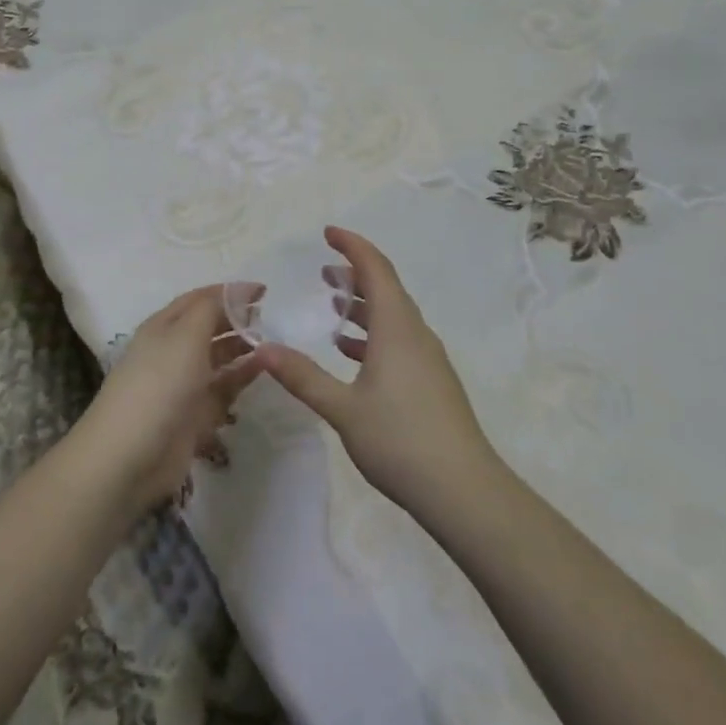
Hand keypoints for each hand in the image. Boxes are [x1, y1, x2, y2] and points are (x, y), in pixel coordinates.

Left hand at [72, 284, 265, 515]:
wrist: (129, 457)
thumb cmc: (158, 384)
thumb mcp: (185, 335)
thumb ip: (213, 308)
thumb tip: (241, 290)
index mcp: (164, 326)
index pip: (200, 299)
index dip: (230, 292)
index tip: (265, 291)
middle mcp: (173, 351)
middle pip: (210, 327)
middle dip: (238, 320)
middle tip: (273, 319)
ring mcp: (184, 385)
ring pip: (218, 358)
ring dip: (243, 349)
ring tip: (274, 344)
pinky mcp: (195, 416)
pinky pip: (223, 390)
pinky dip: (242, 378)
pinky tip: (263, 371)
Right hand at [260, 227, 494, 519]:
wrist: (464, 491)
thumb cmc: (400, 440)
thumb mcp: (342, 408)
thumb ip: (302, 376)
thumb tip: (261, 349)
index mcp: (397, 327)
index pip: (376, 269)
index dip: (352, 245)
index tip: (328, 233)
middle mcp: (416, 334)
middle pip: (386, 289)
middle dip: (355, 273)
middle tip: (323, 268)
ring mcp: (428, 359)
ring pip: (393, 316)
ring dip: (363, 305)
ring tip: (333, 303)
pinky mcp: (432, 382)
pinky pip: (399, 340)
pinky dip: (373, 334)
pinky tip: (351, 353)